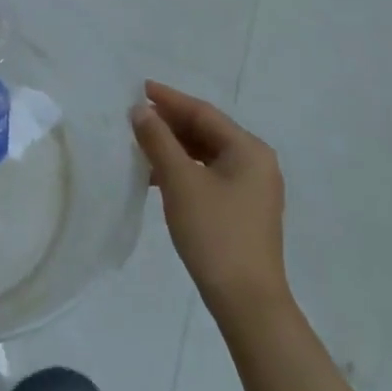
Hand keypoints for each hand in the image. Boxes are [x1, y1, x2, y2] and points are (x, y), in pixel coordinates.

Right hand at [131, 80, 288, 314]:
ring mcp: (252, 188)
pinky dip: (184, 169)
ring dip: (174, 147)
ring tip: (141, 143)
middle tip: (135, 115)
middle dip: (170, 123)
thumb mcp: (180, 181)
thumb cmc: (215, 233)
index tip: (139, 88)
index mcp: (248, 149)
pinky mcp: (243, 210)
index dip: (169, 99)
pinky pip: (209, 174)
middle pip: (207, 131)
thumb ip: (158, 140)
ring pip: (206, 154)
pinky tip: (158, 176)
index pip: (203, 112)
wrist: (247, 302)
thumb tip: (140, 110)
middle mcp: (256, 162)